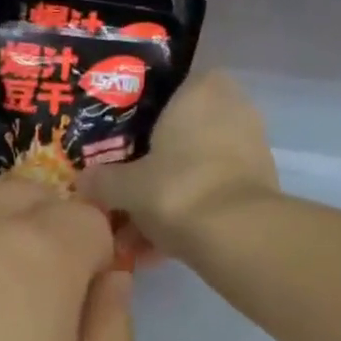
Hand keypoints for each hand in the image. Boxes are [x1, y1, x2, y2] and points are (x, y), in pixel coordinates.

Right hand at [79, 71, 278, 256]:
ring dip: (161, 201)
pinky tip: (153, 251)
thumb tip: (83, 182)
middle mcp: (232, 108)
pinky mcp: (256, 186)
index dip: (134, 121)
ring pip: (191, 171)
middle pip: (177, 137)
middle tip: (118, 194)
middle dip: (147, 170)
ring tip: (130, 237)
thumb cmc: (176, 188)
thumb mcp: (124, 186)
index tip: (113, 147)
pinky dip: (183, 217)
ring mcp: (249, 148)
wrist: (236, 235)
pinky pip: (208, 195)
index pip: (162, 92)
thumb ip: (101, 180)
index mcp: (201, 89)